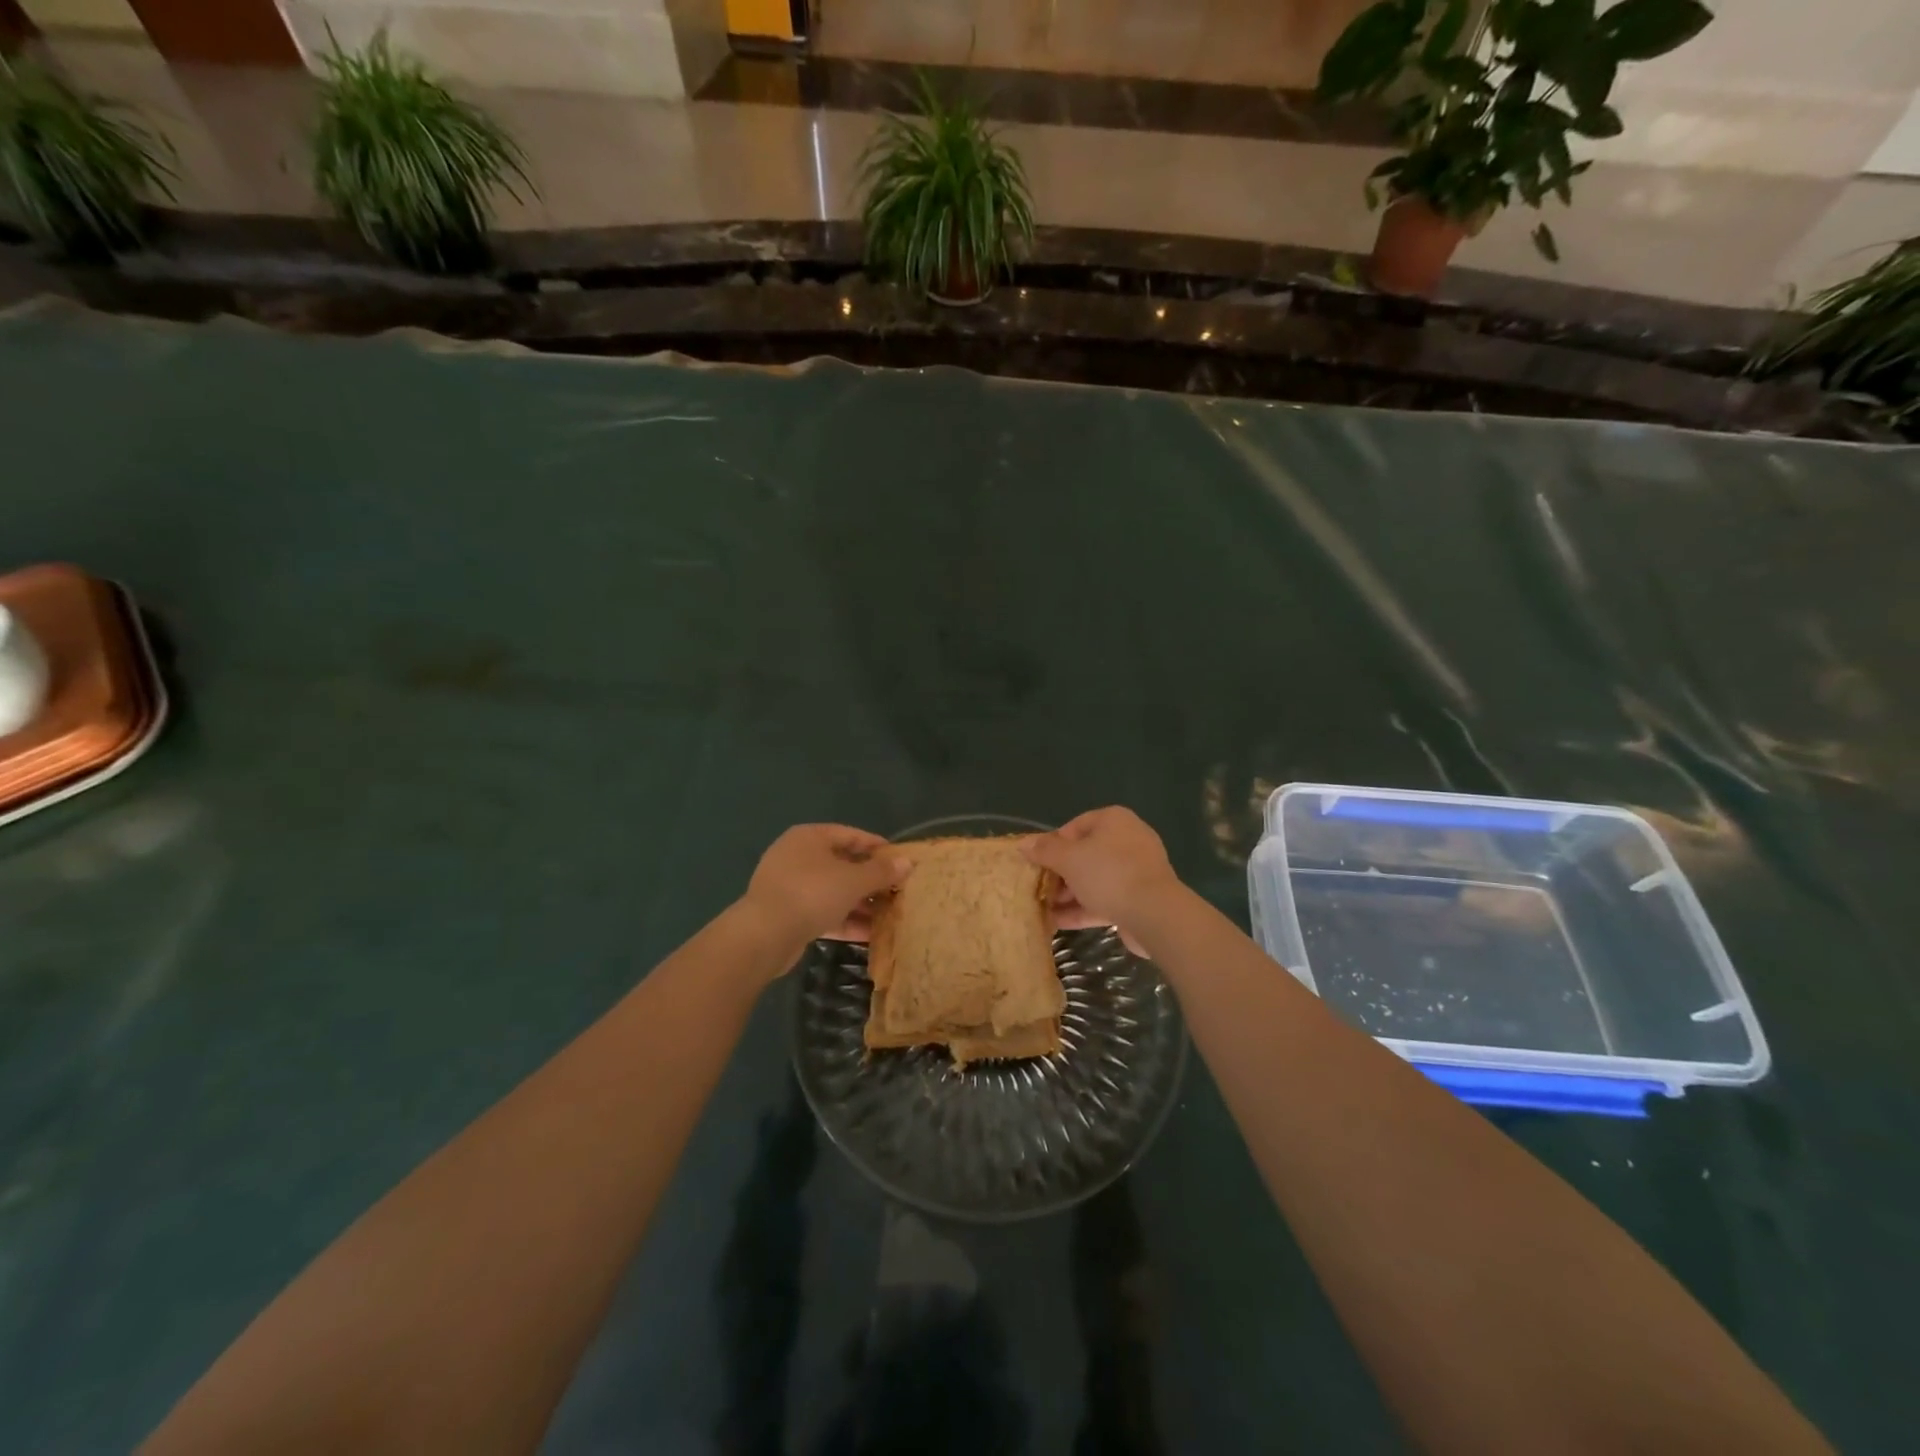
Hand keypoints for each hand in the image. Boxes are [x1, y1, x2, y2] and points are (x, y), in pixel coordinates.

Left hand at [740, 824, 911, 953]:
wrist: (764, 935)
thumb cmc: (812, 893)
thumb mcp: (853, 880)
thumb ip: (881, 871)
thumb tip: (907, 862)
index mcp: (810, 837)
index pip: (851, 835)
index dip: (878, 847)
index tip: (901, 861)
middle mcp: (797, 856)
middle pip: (842, 864)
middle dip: (871, 880)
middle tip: (897, 892)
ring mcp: (789, 886)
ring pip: (833, 890)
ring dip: (860, 903)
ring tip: (888, 916)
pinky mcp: (787, 913)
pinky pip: (822, 911)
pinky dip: (844, 920)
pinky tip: (869, 935)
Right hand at [1022, 807, 1182, 951]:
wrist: (1154, 914)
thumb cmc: (1108, 874)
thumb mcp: (1069, 859)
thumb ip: (1045, 851)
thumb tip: (1023, 844)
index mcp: (1114, 820)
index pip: (1075, 826)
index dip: (1052, 844)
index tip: (1036, 864)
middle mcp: (1128, 840)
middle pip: (1085, 854)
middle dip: (1059, 873)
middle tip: (1038, 889)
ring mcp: (1136, 870)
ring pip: (1095, 879)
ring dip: (1069, 894)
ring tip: (1043, 909)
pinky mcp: (1139, 898)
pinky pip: (1106, 899)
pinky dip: (1083, 908)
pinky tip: (1058, 923)